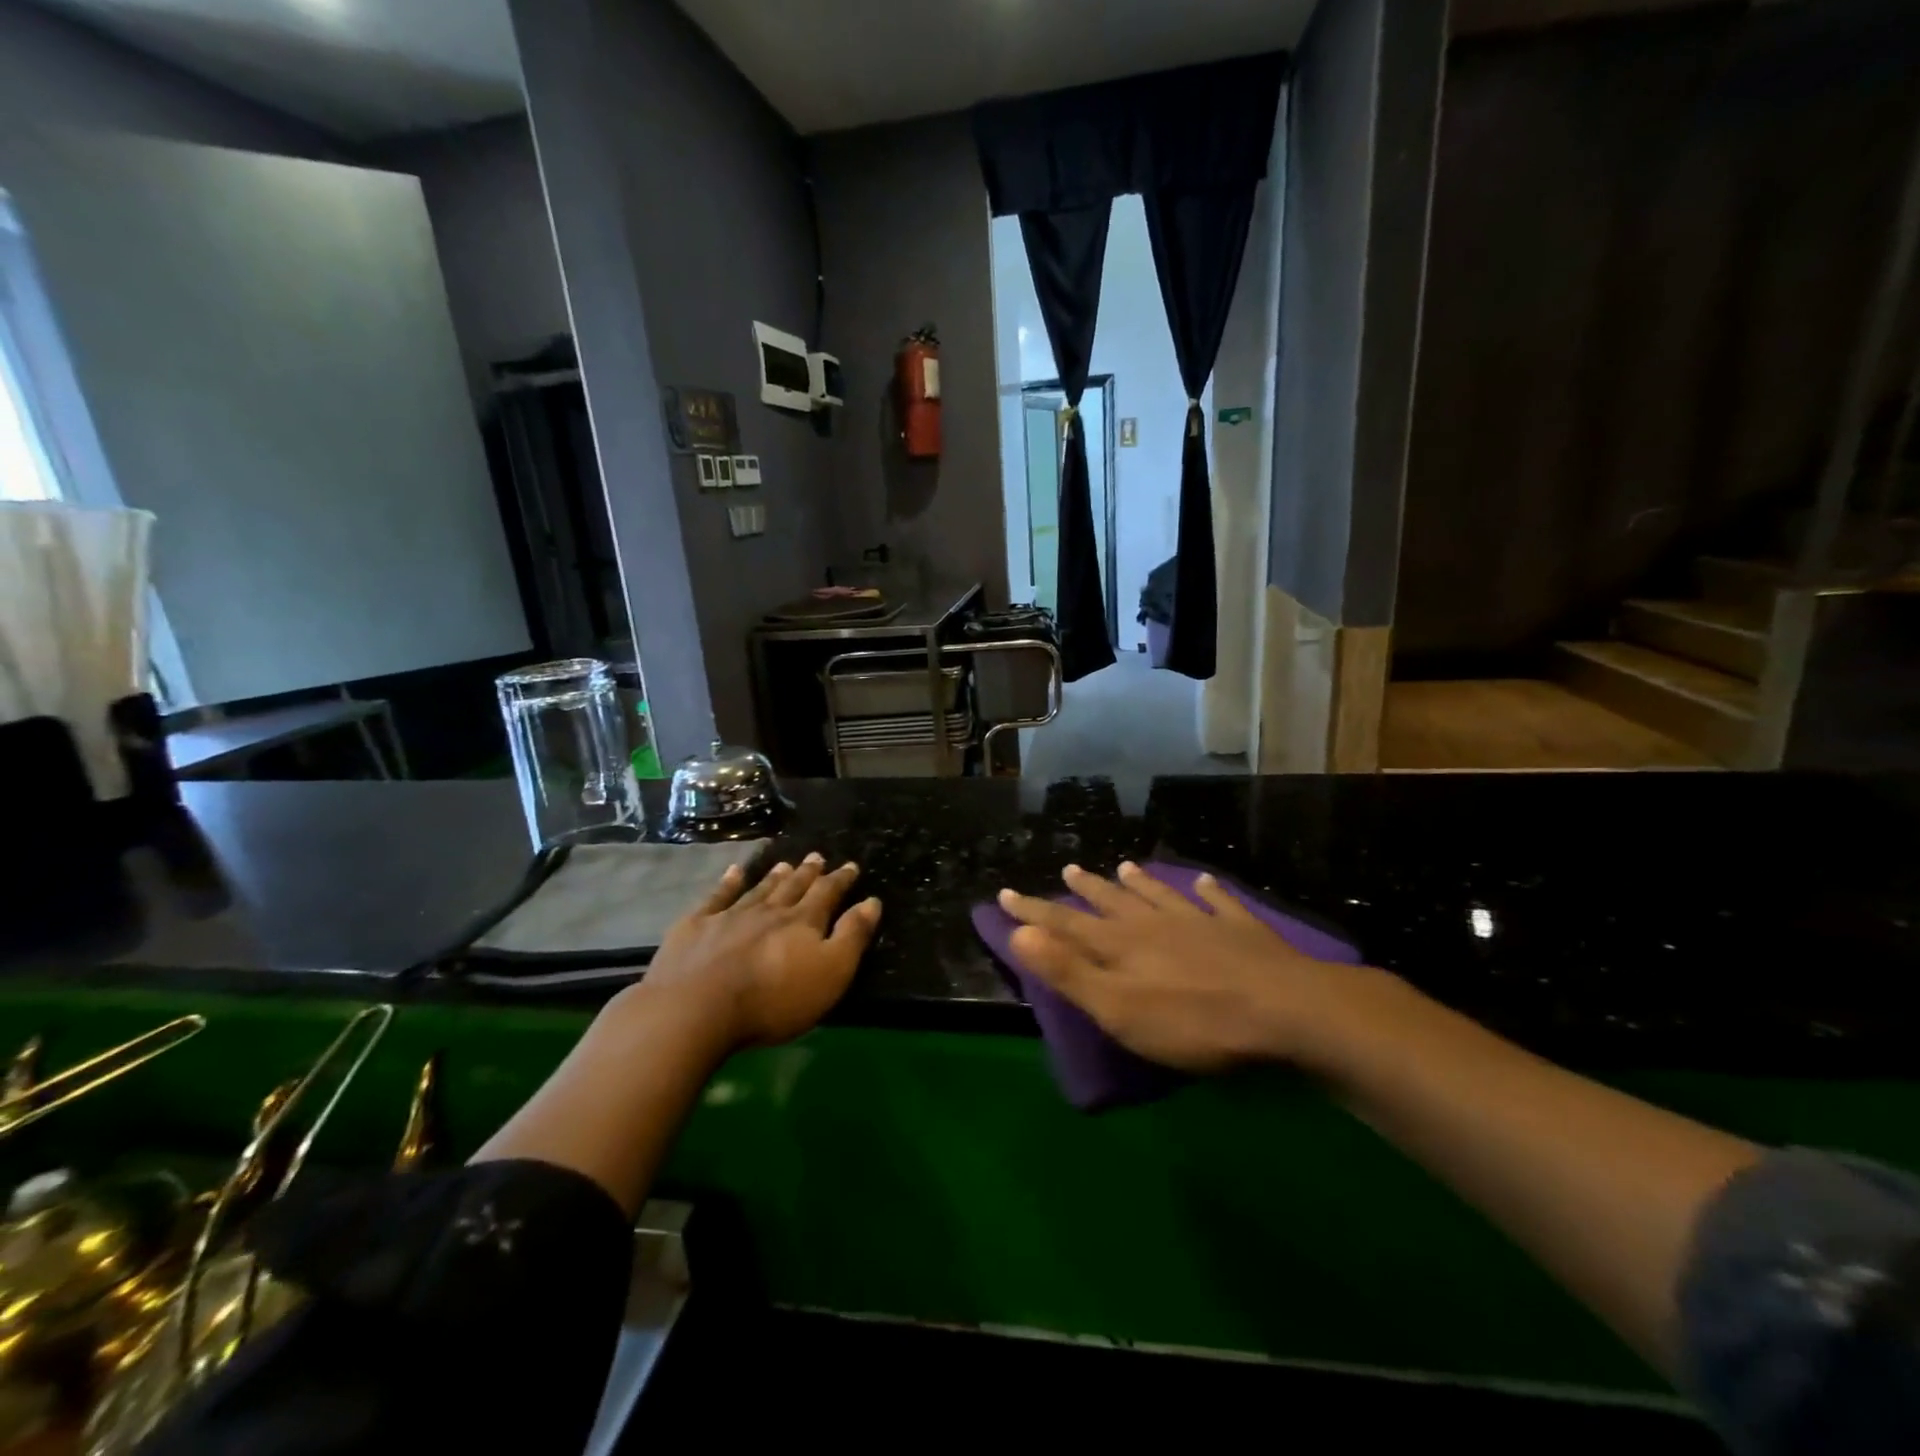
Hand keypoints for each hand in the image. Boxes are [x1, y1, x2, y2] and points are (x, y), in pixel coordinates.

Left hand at [639, 853, 881, 1050]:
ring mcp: (729, 916)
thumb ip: (852, 936)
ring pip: (759, 890)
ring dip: (774, 876)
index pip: (827, 894)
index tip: (851, 866)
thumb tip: (871, 901)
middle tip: (817, 856)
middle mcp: (769, 911)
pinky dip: (727, 883)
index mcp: (803, 922)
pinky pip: (716, 897)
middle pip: (793, 887)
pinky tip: (733, 872)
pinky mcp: (695, 927)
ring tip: (784, 863)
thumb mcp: (830, 973)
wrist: (697, 1008)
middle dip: (808, 873)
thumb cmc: (773, 999)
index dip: (841, 880)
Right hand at [998, 862, 1364, 1073]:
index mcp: (1122, 945)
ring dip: (1139, 883)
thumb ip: (1069, 971)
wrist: (1286, 1010)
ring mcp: (1200, 923)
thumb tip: (1019, 934)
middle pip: (1112, 903)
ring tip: (1123, 867)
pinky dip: (1209, 892)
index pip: (1066, 924)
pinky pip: (1220, 903)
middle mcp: (1155, 925)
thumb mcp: (1119, 1008)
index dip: (1033, 912)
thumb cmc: (1194, 1021)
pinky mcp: (1242, 931)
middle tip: (1068, 869)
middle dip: (1085, 890)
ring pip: (1160, 896)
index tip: (1005, 894)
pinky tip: (1206, 882)